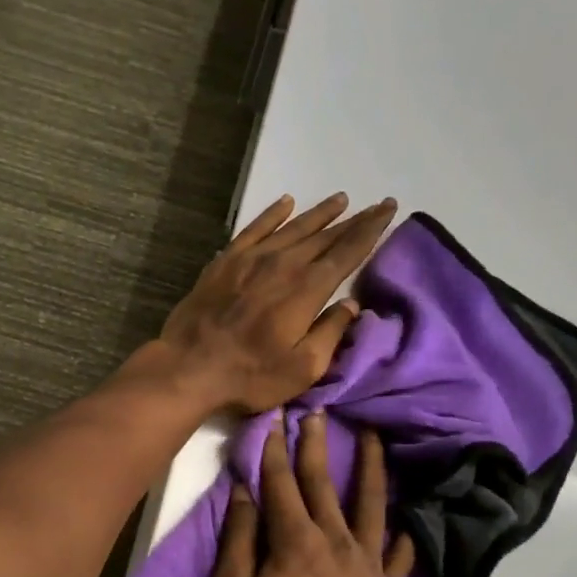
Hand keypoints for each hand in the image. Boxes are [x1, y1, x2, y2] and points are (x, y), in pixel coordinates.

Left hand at [156, 193, 396, 413]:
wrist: (189, 367)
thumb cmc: (251, 375)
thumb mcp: (303, 368)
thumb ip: (331, 333)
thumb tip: (351, 305)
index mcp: (307, 289)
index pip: (347, 252)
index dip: (370, 230)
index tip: (388, 209)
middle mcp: (283, 264)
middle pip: (325, 236)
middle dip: (353, 220)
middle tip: (375, 205)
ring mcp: (251, 259)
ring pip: (293, 227)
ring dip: (319, 214)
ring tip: (340, 200)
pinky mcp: (225, 261)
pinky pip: (255, 229)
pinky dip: (273, 214)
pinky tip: (286, 203)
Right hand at [211, 411, 415, 576]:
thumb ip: (238, 541)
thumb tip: (243, 494)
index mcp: (295, 541)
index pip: (281, 483)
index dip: (275, 449)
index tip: (275, 418)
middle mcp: (336, 541)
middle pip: (324, 484)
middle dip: (317, 445)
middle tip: (318, 411)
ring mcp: (366, 565)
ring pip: (371, 506)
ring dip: (370, 470)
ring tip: (374, 439)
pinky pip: (397, 557)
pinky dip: (401, 538)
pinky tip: (404, 527)